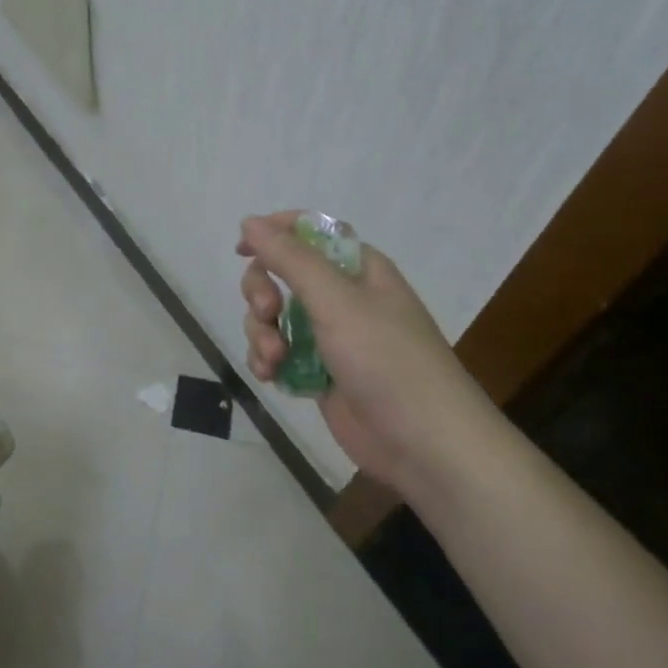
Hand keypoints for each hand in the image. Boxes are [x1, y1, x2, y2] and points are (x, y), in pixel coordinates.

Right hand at [238, 211, 489, 489]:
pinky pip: (278, 351)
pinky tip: (269, 375)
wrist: (425, 446)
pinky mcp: (319, 372)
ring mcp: (330, 336)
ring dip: (262, 332)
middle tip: (266, 312)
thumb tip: (250, 221)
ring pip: (274, 315)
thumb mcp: (337, 301)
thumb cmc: (387, 361)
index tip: (242, 249)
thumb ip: (290, 258)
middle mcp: (343, 297)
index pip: (310, 232)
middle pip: (282, 274)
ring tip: (273, 358)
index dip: (274, 233)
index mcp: (358, 269)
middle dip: (262, 291)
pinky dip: (266, 359)